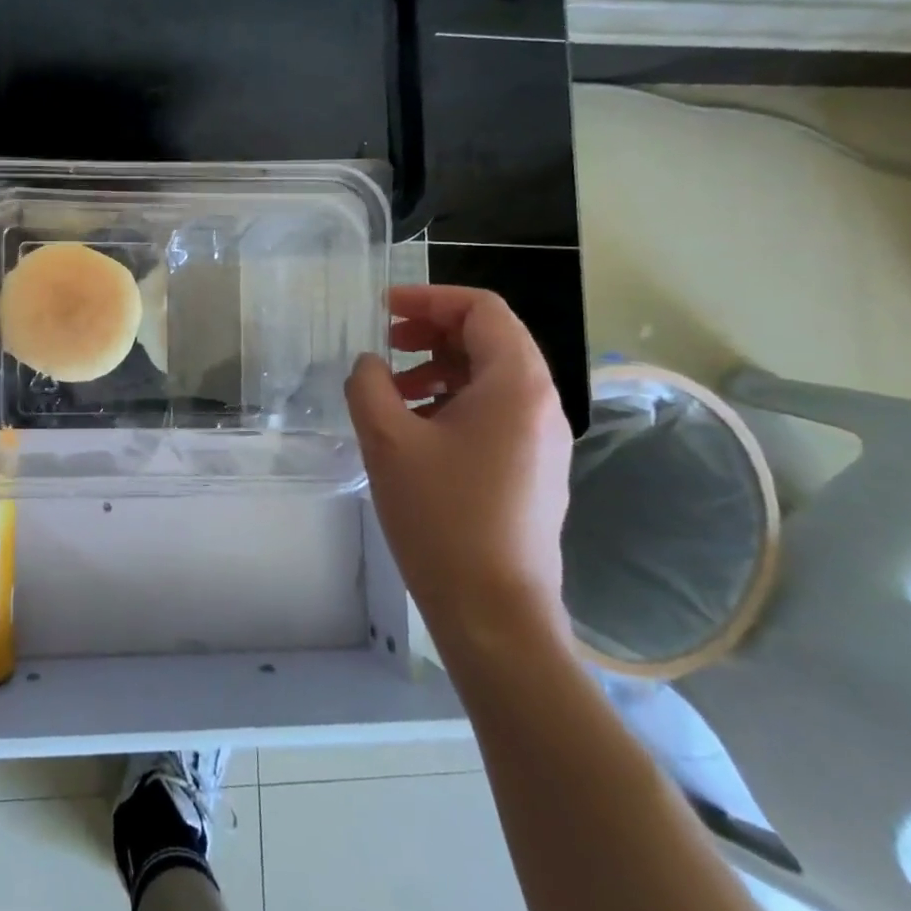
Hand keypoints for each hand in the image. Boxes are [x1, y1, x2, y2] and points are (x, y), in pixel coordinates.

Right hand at [344, 286, 573, 648]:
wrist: (494, 611)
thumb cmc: (442, 516)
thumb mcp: (388, 440)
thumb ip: (369, 384)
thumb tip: (371, 366)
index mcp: (516, 384)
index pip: (482, 310)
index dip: (430, 298)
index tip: (383, 309)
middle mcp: (540, 404)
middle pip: (489, 340)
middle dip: (431, 332)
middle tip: (384, 344)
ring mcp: (541, 439)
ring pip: (489, 378)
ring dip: (437, 369)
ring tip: (390, 392)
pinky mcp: (532, 469)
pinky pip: (492, 412)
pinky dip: (451, 401)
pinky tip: (413, 430)